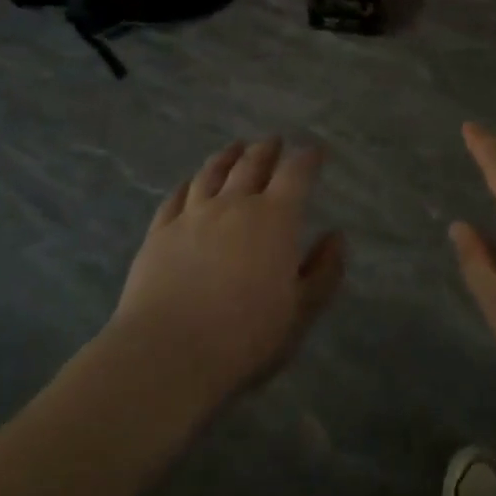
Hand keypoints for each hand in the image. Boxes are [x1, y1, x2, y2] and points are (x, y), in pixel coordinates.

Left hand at [110, 137, 344, 404]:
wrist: (168, 353)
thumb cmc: (245, 336)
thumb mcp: (300, 311)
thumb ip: (324, 271)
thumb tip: (336, 236)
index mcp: (274, 219)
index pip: (295, 174)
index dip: (307, 158)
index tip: (315, 151)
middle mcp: (233, 205)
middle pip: (251, 164)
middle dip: (266, 149)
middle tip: (273, 141)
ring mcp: (191, 215)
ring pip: (212, 173)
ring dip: (227, 156)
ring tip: (235, 148)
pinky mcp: (159, 232)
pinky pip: (176, 196)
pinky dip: (188, 184)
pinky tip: (190, 182)